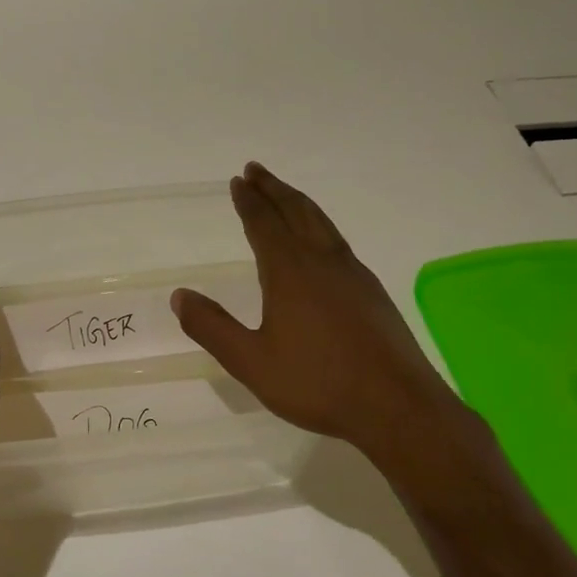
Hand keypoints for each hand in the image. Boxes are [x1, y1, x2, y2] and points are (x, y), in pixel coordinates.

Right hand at [172, 163, 462, 462]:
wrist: (396, 406)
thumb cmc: (317, 383)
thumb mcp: (251, 362)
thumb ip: (212, 328)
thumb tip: (179, 296)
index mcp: (290, 272)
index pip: (264, 224)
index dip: (249, 201)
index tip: (238, 180)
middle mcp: (323, 262)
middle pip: (297, 212)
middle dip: (274, 189)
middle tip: (256, 170)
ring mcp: (353, 275)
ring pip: (322, 224)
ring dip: (299, 203)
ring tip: (285, 195)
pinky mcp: (372, 292)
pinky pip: (338, 243)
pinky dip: (320, 227)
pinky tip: (321, 243)